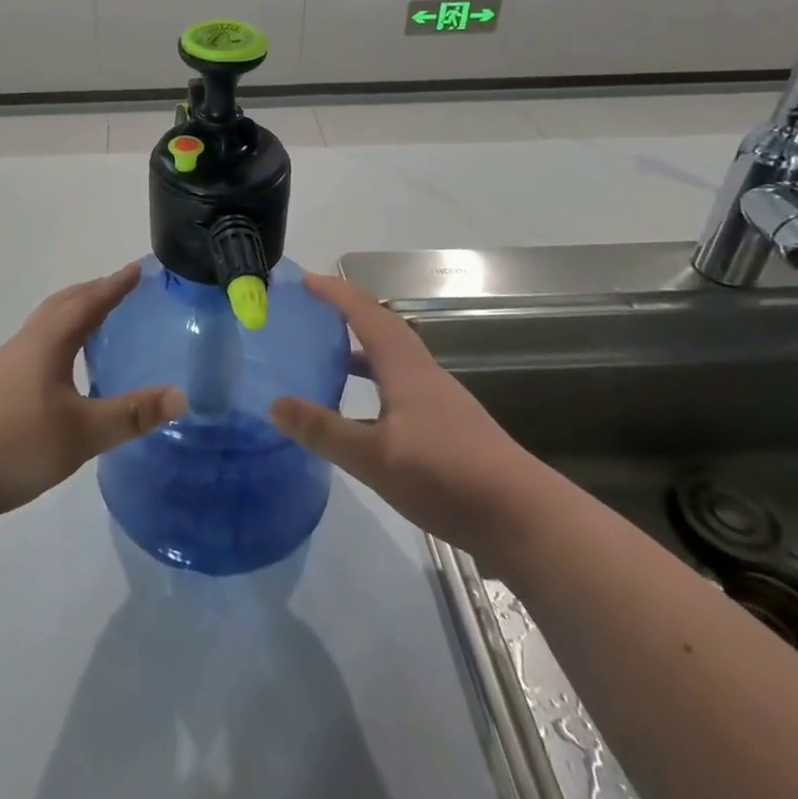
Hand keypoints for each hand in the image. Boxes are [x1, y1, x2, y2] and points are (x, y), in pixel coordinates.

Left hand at [0, 264, 185, 524]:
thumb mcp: (81, 433)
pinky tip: (65, 367)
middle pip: (62, 305)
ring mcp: (6, 366)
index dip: (115, 285)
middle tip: (122, 288)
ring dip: (73, 313)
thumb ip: (130, 414)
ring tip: (98, 321)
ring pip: (46, 325)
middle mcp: (26, 344)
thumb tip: (180, 395)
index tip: (138, 268)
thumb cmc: (14, 445)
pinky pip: (37, 345)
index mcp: (47, 343)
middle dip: (93, 291)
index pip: (89, 303)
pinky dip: (60, 337)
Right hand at [269, 273, 543, 555]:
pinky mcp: (446, 426)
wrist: (522, 517)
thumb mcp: (374, 457)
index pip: (366, 313)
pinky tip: (359, 415)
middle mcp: (422, 373)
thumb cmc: (446, 476)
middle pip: (382, 328)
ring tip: (324, 358)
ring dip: (358, 349)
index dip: (335, 293)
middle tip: (308, 314)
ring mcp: (438, 400)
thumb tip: (274, 403)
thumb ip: (324, 430)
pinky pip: (399, 386)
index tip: (304, 281)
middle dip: (345, 314)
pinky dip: (373, 384)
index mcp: (405, 367)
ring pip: (391, 359)